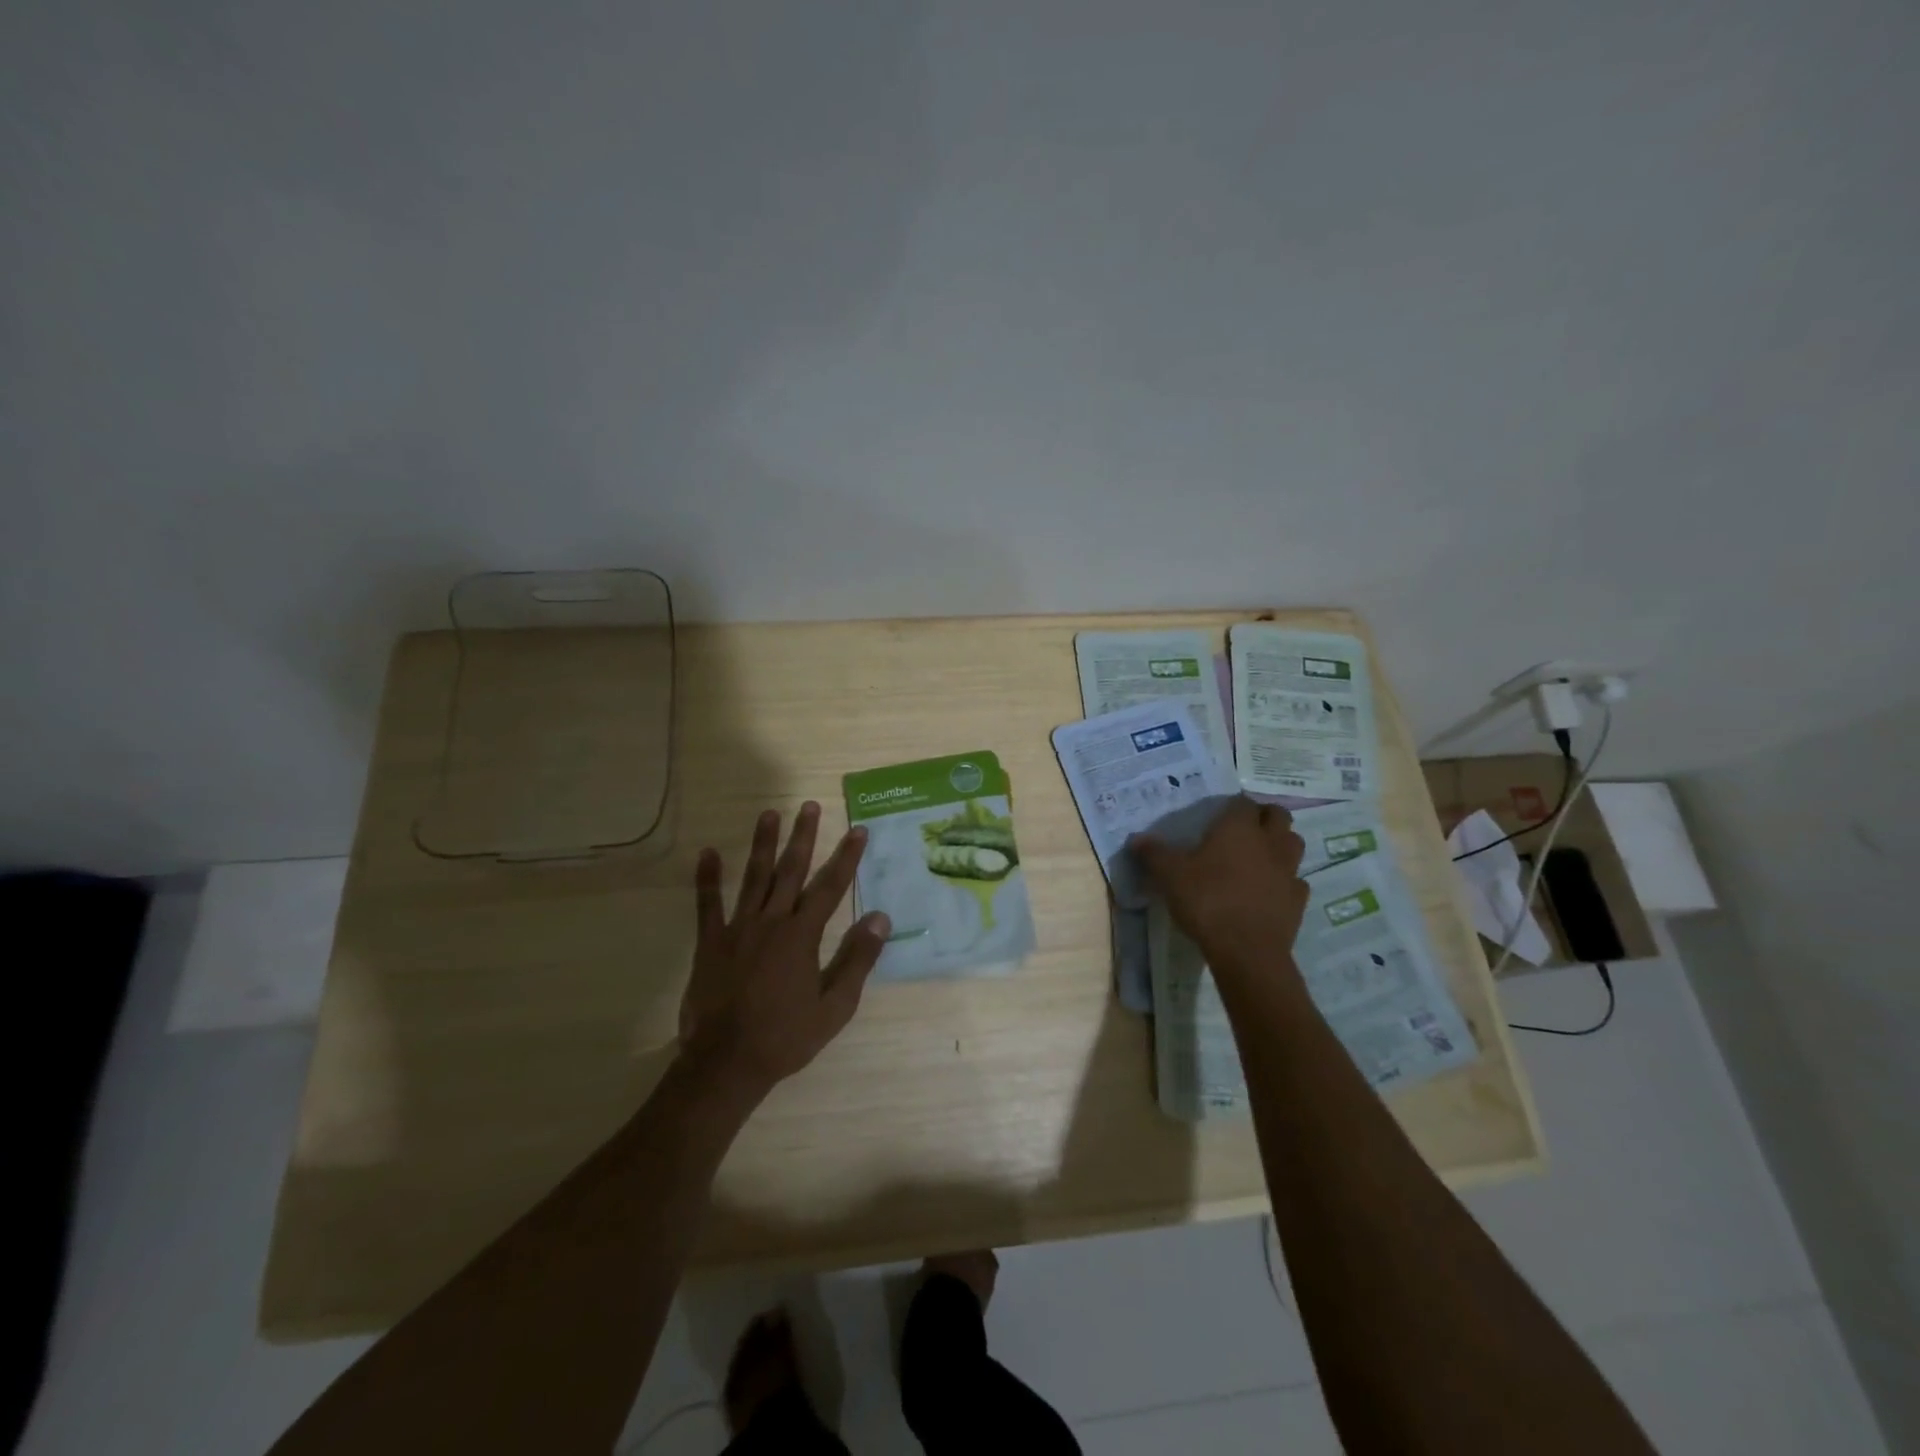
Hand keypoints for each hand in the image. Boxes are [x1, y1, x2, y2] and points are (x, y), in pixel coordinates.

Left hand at [679, 803, 889, 1098]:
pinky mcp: (710, 943)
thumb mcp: (835, 1006)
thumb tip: (880, 917)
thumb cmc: (786, 1036)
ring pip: (753, 877)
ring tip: (769, 814)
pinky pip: (707, 904)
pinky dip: (707, 878)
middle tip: (809, 806)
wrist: (726, 1063)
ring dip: (762, 844)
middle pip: (790, 871)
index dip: (847, 858)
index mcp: (802, 936)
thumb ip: (857, 959)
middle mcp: (772, 922)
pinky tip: (707, 853)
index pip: (830, 887)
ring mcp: (738, 929)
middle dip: (803, 837)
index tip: (858, 831)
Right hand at [1129, 796, 1308, 975]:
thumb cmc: (1207, 901)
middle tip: (1243, 830)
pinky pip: (1296, 880)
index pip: (1243, 802)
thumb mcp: (1169, 875)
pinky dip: (1285, 881)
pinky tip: (1268, 891)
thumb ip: (1154, 854)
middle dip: (1264, 818)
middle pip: (1278, 815)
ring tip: (1259, 856)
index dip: (1232, 806)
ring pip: (1294, 844)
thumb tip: (1136, 839)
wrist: (1246, 951)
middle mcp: (1269, 842)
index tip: (1218, 816)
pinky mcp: (1298, 899)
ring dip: (1280, 844)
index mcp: (1238, 828)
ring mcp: (1288, 870)